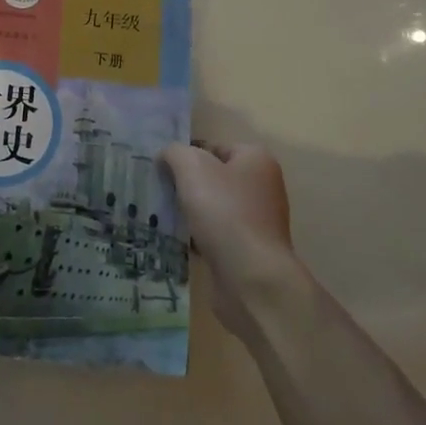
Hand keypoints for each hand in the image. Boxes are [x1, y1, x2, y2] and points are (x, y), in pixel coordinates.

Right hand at [161, 142, 294, 337]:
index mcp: (256, 160)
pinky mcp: (251, 249)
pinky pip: (219, 233)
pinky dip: (201, 236)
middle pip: (215, 177)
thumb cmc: (224, 212)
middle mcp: (263, 186)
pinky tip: (183, 241)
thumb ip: (175, 153)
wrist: (251, 277)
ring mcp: (260, 220)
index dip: (187, 156)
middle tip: (162, 192)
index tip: (164, 170)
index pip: (213, 147)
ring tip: (167, 217)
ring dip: (193, 212)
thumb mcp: (192, 167)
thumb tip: (167, 156)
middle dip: (188, 185)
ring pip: (215, 207)